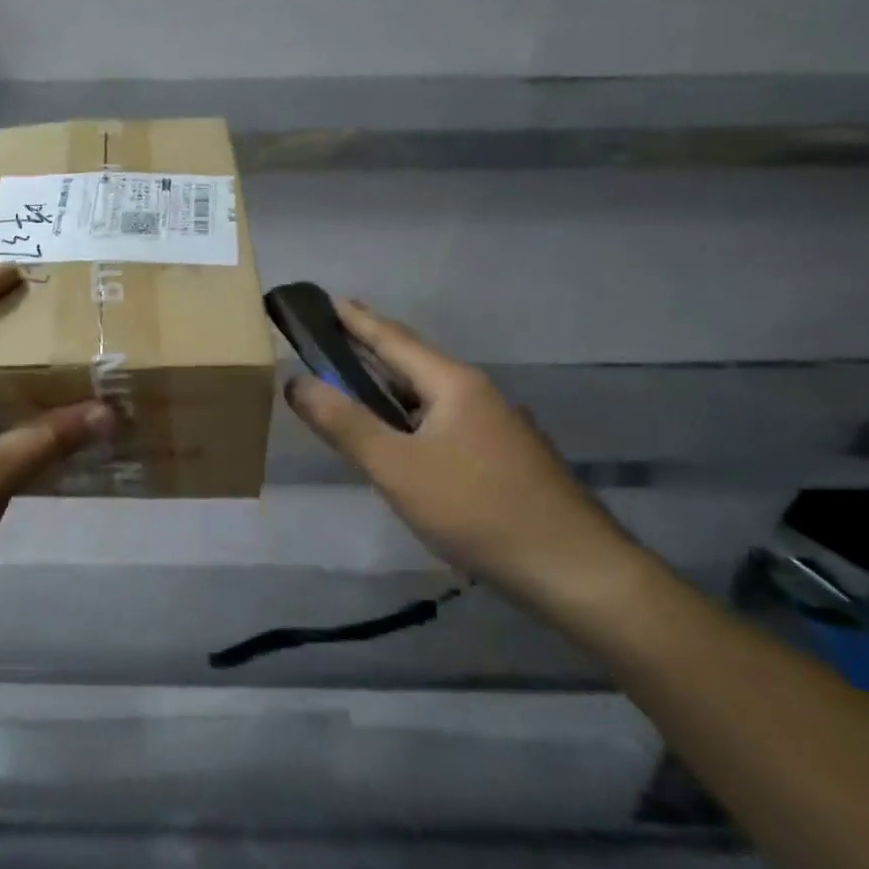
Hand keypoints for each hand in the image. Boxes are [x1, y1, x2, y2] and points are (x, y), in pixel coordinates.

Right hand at [284, 298, 643, 613]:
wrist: (573, 569)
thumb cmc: (476, 508)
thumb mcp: (396, 467)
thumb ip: (344, 423)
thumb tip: (295, 381)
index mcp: (452, 383)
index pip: (392, 338)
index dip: (355, 320)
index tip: (326, 298)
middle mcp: (475, 393)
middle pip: (412, 360)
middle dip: (370, 346)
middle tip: (331, 333)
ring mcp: (493, 425)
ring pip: (427, 393)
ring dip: (388, 382)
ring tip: (353, 380)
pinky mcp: (499, 456)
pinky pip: (440, 419)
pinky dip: (407, 413)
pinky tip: (396, 434)